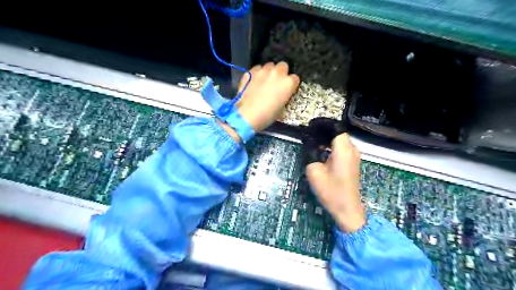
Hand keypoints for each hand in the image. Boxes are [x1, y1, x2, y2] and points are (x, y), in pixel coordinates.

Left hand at [237, 62, 300, 132]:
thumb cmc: (268, 115)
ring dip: (269, 72)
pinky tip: (254, 81)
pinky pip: (257, 69)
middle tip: (276, 83)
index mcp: (288, 83)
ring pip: (269, 65)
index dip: (291, 85)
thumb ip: (284, 97)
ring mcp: (263, 70)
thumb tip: (281, 95)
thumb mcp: (282, 109)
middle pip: (283, 66)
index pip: (295, 78)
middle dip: (281, 73)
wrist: (248, 115)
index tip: (287, 90)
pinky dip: (257, 73)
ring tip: (264, 81)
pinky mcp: (251, 72)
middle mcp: (277, 73)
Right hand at [306, 133, 365, 233]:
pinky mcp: (352, 163)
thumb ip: (311, 152)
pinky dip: (331, 146)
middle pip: (338, 132)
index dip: (323, 124)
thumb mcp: (314, 170)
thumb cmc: (330, 190)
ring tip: (312, 142)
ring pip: (340, 140)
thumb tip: (309, 143)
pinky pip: (342, 148)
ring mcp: (354, 156)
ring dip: (327, 139)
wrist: (347, 209)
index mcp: (343, 149)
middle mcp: (352, 149)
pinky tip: (320, 152)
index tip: (310, 126)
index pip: (336, 126)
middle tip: (308, 134)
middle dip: (323, 131)